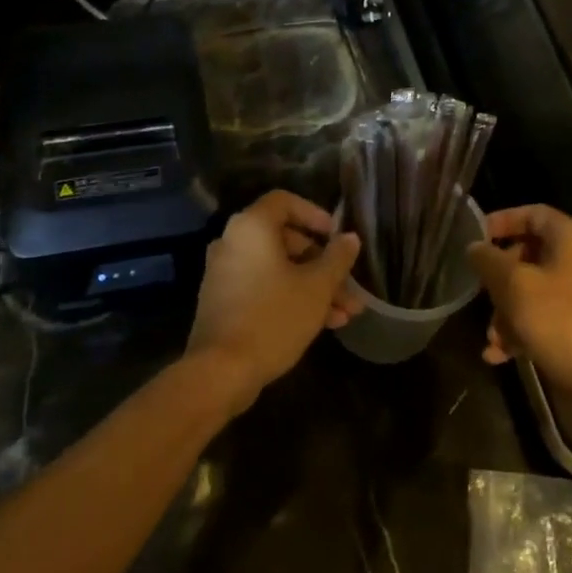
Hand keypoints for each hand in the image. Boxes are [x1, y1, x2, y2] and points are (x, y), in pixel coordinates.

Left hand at [187, 190, 361, 405]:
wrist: (222, 370)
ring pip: (278, 269)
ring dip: (313, 286)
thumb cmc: (274, 318)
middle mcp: (233, 243)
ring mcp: (225, 273)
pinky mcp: (224, 301)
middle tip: (349, 286)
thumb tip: (349, 238)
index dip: (315, 215)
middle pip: (285, 239)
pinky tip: (323, 324)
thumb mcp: (317, 287)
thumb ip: (337, 258)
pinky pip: (263, 287)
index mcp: (251, 228)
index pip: (285, 201)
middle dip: (323, 263)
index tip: (337, 238)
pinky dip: (291, 297)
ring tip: (347, 313)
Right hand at [466, 205, 571, 401]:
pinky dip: (520, 331)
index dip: (502, 220)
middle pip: (530, 254)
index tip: (474, 238)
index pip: (534, 213)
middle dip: (499, 277)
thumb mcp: (515, 286)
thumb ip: (489, 261)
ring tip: (491, 338)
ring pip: (532, 291)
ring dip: (505, 312)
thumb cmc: (561, 322)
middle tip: (479, 291)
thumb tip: (474, 247)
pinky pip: (542, 318)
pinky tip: (499, 355)